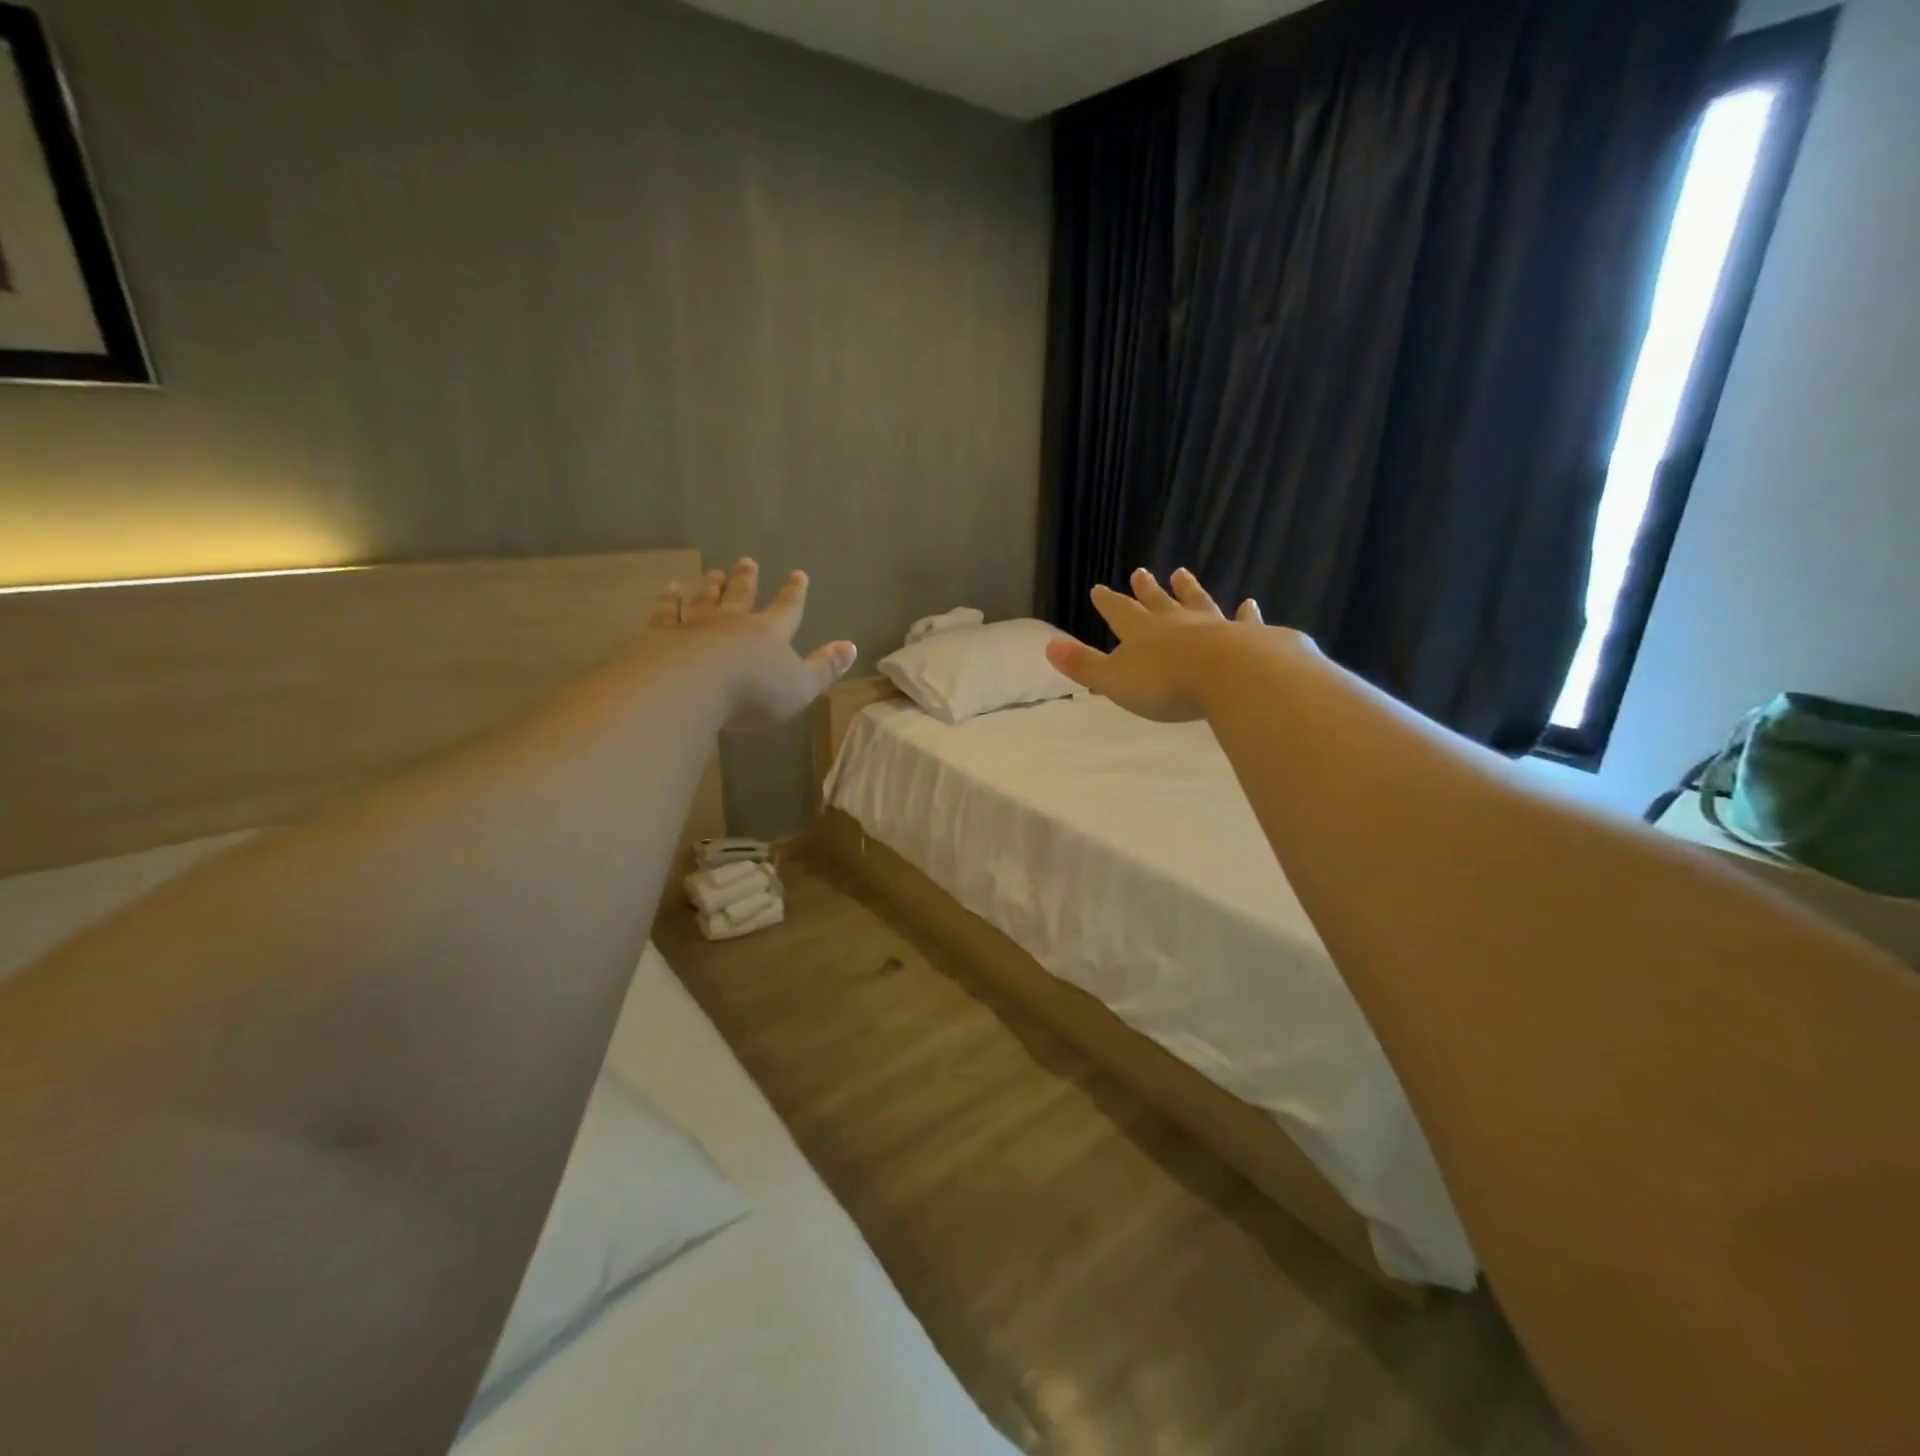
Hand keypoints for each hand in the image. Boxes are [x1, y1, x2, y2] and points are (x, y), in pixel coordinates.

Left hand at [651, 559, 856, 729]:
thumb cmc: (754, 691)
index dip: (794, 593)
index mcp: (770, 633)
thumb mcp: (801, 686)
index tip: (798, 573)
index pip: (787, 609)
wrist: (692, 687)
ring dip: (711, 585)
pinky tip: (668, 590)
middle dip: (747, 579)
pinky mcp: (663, 635)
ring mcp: (696, 625)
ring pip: (706, 599)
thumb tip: (851, 646)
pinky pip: (668, 612)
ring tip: (713, 571)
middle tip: (747, 560)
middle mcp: (734, 622)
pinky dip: (669, 600)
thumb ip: (824, 668)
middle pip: (742, 595)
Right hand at [1045, 567, 1264, 722]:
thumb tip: (1049, 646)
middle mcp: (1176, 622)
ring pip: (1197, 602)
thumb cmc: (1166, 683)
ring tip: (1182, 573)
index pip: (1119, 612)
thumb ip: (1083, 665)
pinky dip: (1245, 614)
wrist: (1230, 676)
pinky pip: (1244, 622)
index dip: (1108, 602)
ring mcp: (1214, 626)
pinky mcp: (1249, 637)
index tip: (1099, 588)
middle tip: (1141, 572)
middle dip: (1146, 589)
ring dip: (1188, 589)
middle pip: (1157, 601)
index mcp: (1141, 632)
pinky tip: (1249, 604)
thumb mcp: (1113, 680)